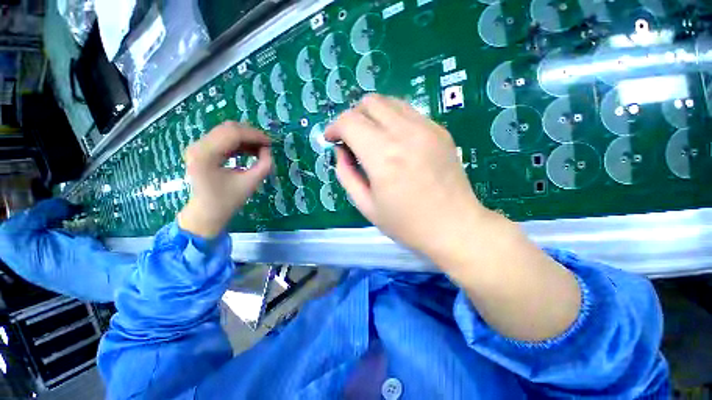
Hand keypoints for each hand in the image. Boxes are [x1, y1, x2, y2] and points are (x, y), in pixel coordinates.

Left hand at [178, 122, 271, 237]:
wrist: (206, 213)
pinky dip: (239, 143)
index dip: (255, 135)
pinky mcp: (202, 150)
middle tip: (267, 145)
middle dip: (251, 134)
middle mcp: (198, 146)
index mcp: (206, 154)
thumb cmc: (227, 201)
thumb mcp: (250, 184)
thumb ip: (264, 165)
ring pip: (226, 131)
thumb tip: (267, 150)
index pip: (233, 133)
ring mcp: (198, 147)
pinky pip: (223, 139)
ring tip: (261, 149)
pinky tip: (250, 151)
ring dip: (246, 138)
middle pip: (229, 128)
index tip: (271, 143)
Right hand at [324, 94, 489, 261]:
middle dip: (353, 117)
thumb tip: (341, 151)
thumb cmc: (406, 224)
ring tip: (372, 138)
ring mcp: (426, 128)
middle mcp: (404, 133)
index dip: (334, 127)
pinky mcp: (440, 130)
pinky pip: (409, 112)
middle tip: (351, 139)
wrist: (454, 227)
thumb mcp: (366, 205)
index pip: (349, 121)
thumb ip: (346, 174)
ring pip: (390, 102)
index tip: (332, 139)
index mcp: (382, 156)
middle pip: (369, 102)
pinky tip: (395, 142)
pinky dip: (393, 120)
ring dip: (373, 115)